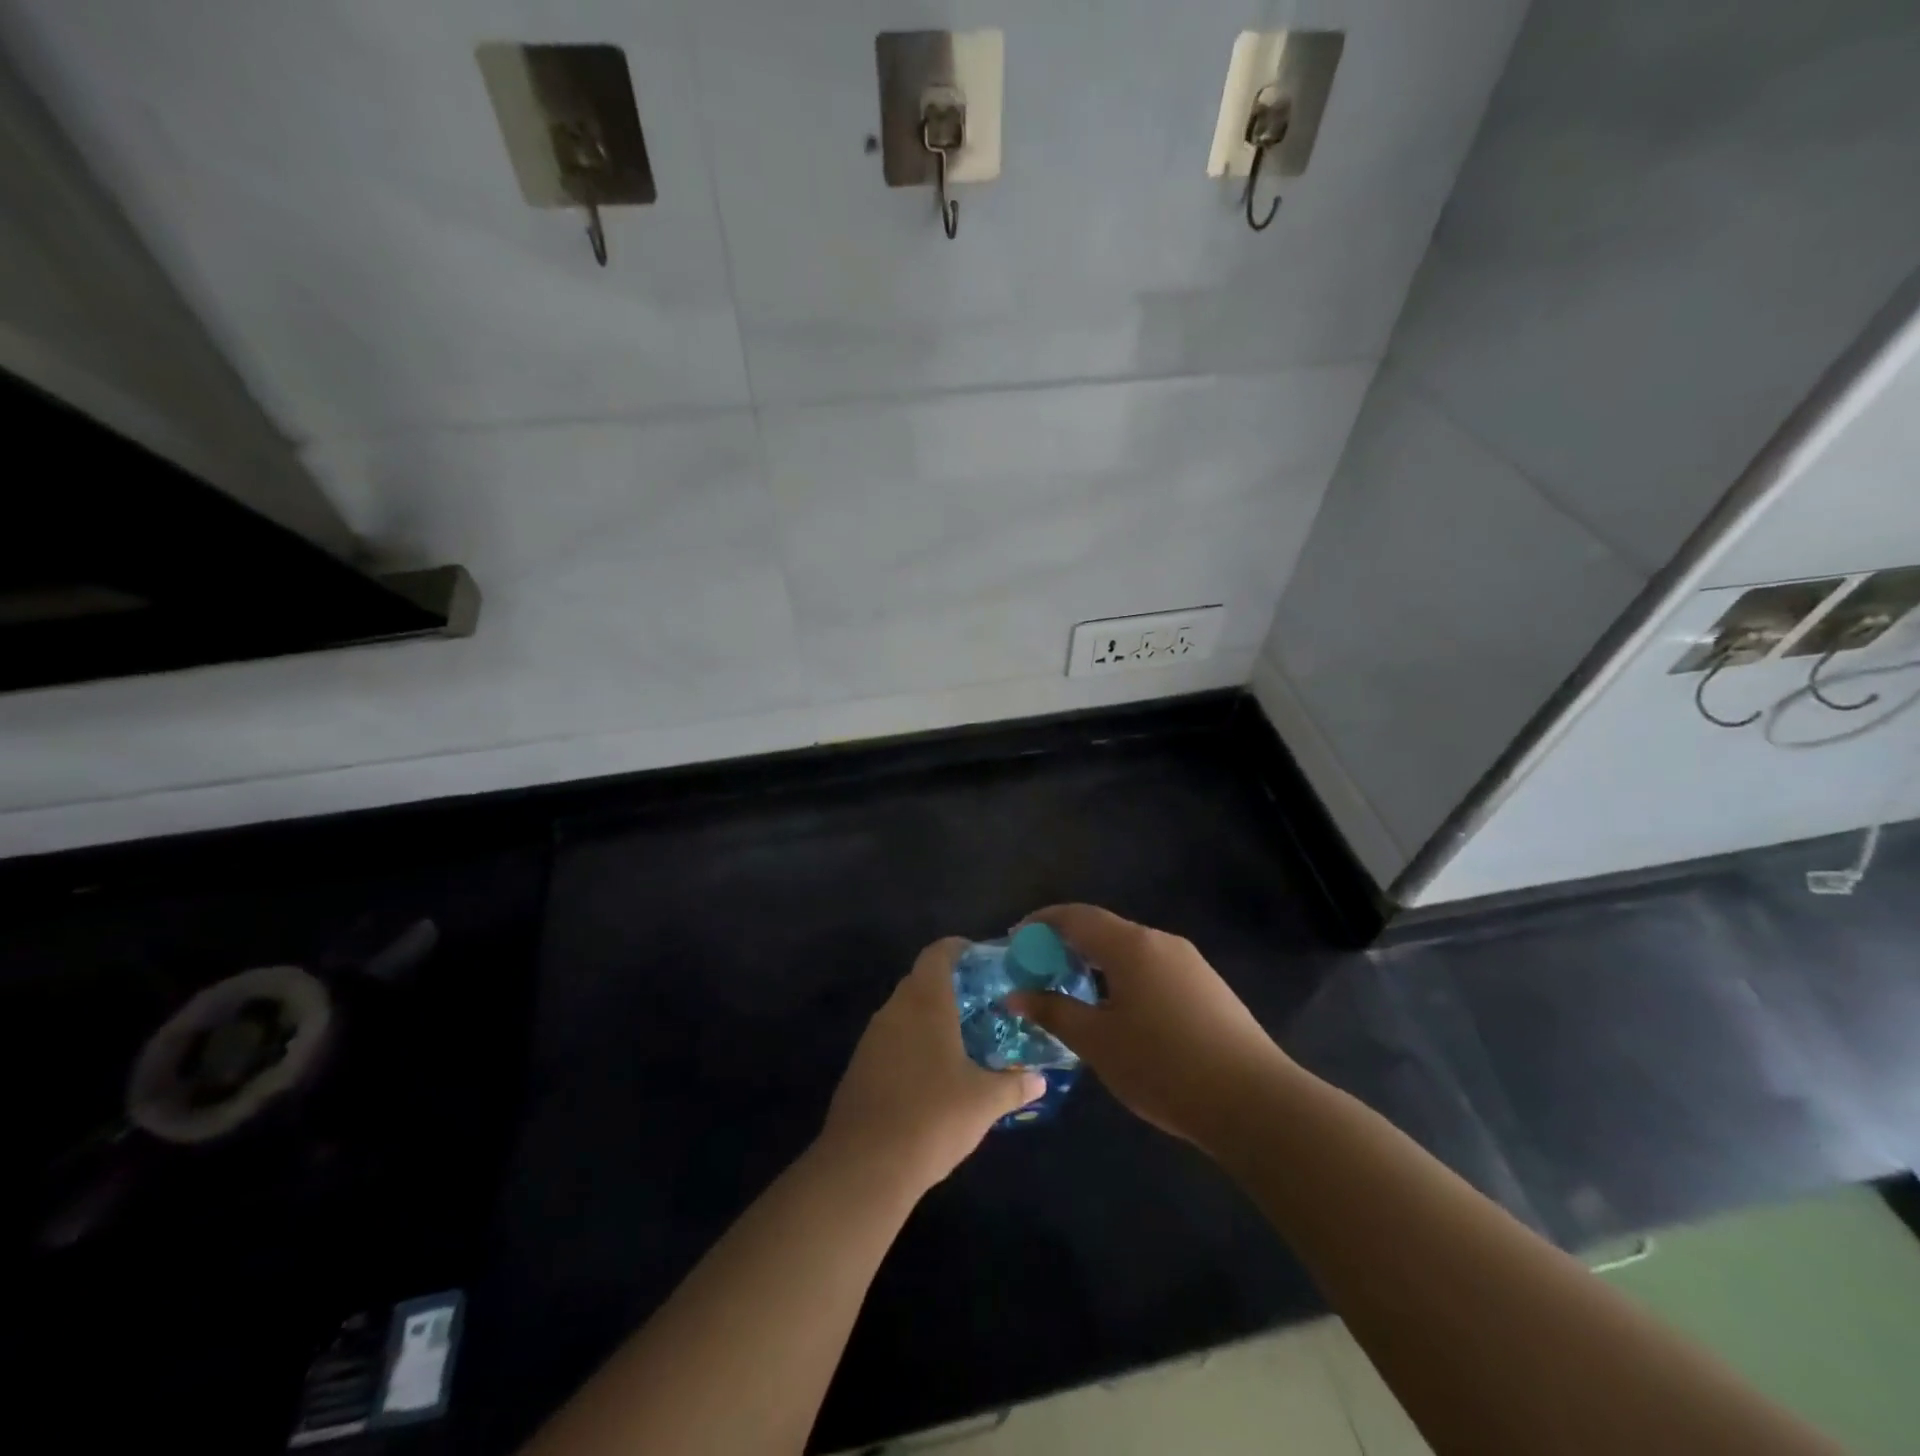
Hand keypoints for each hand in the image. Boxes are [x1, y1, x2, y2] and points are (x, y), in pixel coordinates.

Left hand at [819, 938, 1045, 1195]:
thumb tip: (1039, 1080)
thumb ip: (1014, 1085)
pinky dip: (911, 1043)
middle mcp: (895, 1010)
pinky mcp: (859, 1066)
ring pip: (904, 1012)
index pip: (938, 954)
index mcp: (925, 1002)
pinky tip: (931, 1073)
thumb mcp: (984, 1102)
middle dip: (949, 987)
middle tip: (981, 1004)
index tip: (980, 958)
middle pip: (920, 981)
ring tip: (960, 1039)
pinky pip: (890, 1040)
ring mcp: (872, 1038)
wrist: (865, 1165)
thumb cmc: (933, 1117)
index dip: (958, 949)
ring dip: (928, 1017)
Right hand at [1005, 904, 1290, 1153]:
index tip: (1016, 940)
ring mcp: (1190, 962)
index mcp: (1131, 945)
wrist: (1255, 1102)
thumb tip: (1015, 994)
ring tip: (1076, 993)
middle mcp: (1161, 941)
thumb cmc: (1163, 1067)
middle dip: (1067, 944)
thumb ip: (1054, 1011)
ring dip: (1097, 962)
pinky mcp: (1208, 986)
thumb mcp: (1097, 1042)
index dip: (1041, 923)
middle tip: (1041, 970)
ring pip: (1130, 950)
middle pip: (1104, 929)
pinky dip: (1124, 976)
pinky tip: (1121, 1012)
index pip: (1075, 916)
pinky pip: (1153, 967)